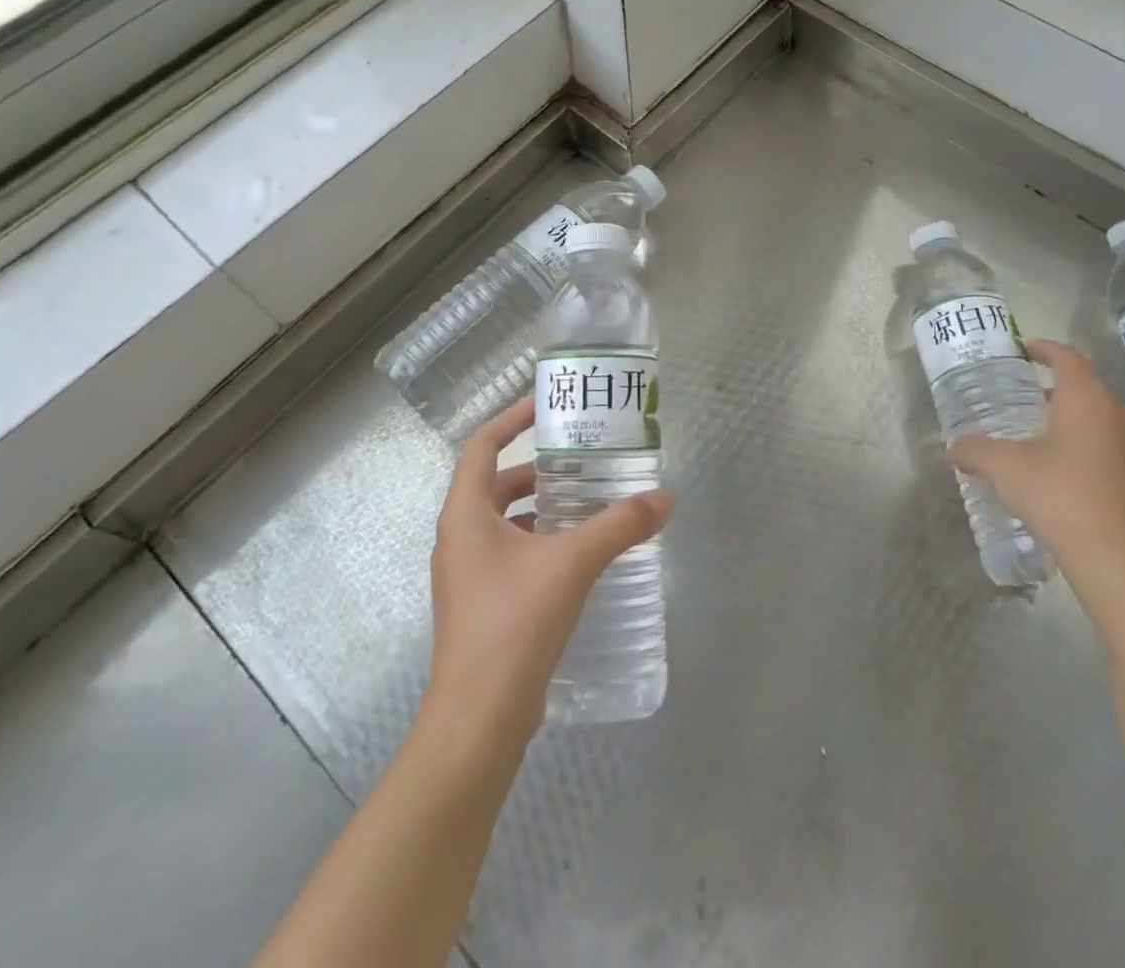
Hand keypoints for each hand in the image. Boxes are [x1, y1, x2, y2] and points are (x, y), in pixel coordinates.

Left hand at [423, 397, 673, 758]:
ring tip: (589, 499)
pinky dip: (542, 540)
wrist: (479, 720)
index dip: (512, 417)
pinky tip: (579, 552)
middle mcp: (459, 536)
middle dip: (538, 466)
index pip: (483, 444)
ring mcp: (468, 573)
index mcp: (465, 513)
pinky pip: (512, 552)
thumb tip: (666, 499)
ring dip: (542, 505)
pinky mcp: (483, 603)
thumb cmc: (514, 624)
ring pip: (505, 519)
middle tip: (583, 455)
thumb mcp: (572, 563)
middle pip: (496, 481)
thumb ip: (620, 526)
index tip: (548, 404)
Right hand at [948, 340, 1124, 585]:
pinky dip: (1094, 451)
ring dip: (1079, 422)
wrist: (1117, 557)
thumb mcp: (1003, 467)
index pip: (1068, 359)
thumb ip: (975, 450)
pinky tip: (1073, 475)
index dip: (1046, 349)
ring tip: (1049, 439)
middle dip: (1059, 390)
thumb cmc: (1058, 494)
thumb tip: (955, 448)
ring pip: (1106, 422)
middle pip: (1089, 390)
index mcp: (1087, 400)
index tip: (1027, 349)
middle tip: (1029, 399)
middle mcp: (1120, 416)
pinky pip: (1118, 452)